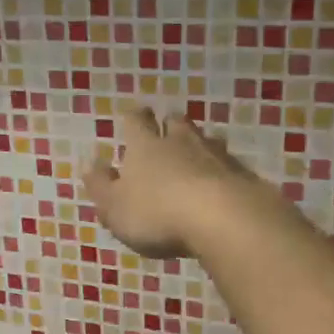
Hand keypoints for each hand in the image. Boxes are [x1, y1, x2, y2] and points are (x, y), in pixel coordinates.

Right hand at [84, 110, 265, 259]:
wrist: (222, 219)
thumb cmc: (157, 213)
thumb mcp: (115, 207)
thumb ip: (101, 186)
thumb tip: (91, 164)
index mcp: (145, 146)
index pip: (136, 121)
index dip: (134, 117)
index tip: (133, 115)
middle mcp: (181, 141)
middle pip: (175, 123)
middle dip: (169, 125)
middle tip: (166, 132)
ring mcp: (215, 155)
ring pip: (205, 139)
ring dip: (198, 145)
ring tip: (195, 156)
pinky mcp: (242, 174)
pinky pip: (228, 165)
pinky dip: (221, 170)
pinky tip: (221, 183)